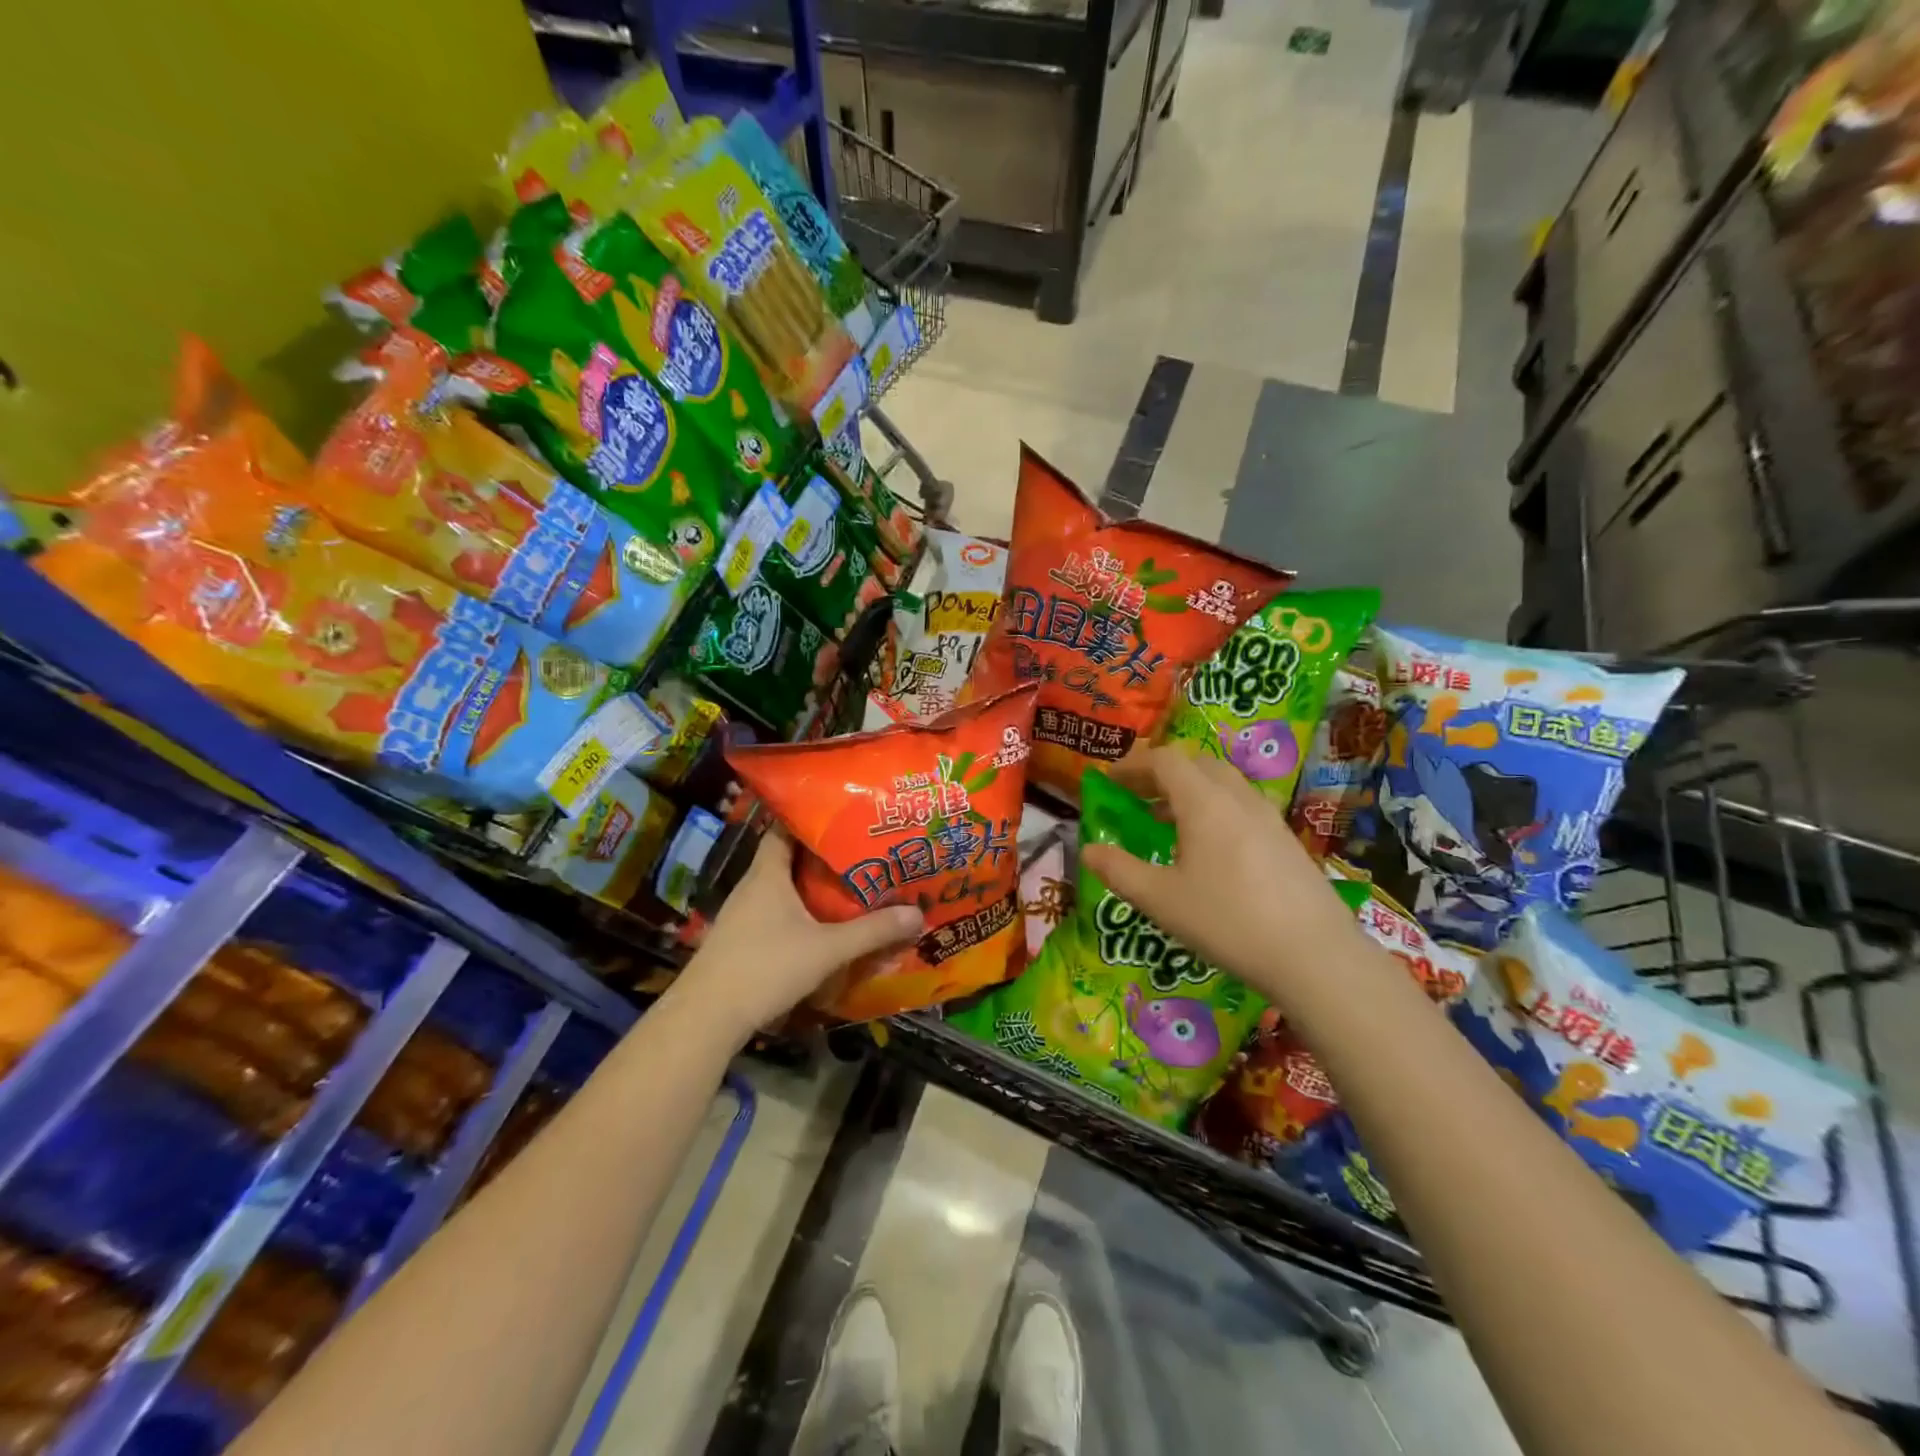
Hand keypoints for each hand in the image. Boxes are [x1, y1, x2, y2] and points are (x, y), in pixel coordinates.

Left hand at [673, 830, 922, 1039]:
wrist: (706, 1017)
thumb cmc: (765, 967)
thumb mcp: (827, 949)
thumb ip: (872, 931)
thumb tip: (917, 914)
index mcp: (768, 874)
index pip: (784, 827)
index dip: (811, 817)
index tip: (844, 813)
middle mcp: (753, 887)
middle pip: (789, 858)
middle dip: (823, 854)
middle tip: (862, 850)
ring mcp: (743, 915)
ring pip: (783, 889)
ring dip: (812, 887)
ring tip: (851, 885)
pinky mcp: (742, 941)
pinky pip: (776, 914)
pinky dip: (800, 913)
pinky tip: (823, 926)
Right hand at [1078, 746, 1370, 1005]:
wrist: (1316, 957)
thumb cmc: (1227, 921)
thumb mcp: (1160, 900)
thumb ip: (1119, 870)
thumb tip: (1087, 849)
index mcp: (1204, 802)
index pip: (1165, 760)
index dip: (1133, 765)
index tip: (1110, 780)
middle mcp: (1238, 798)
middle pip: (1196, 764)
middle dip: (1162, 773)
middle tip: (1137, 797)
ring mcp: (1269, 818)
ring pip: (1223, 784)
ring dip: (1190, 791)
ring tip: (1167, 823)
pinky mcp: (1287, 841)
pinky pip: (1242, 807)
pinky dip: (1215, 810)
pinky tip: (1209, 851)